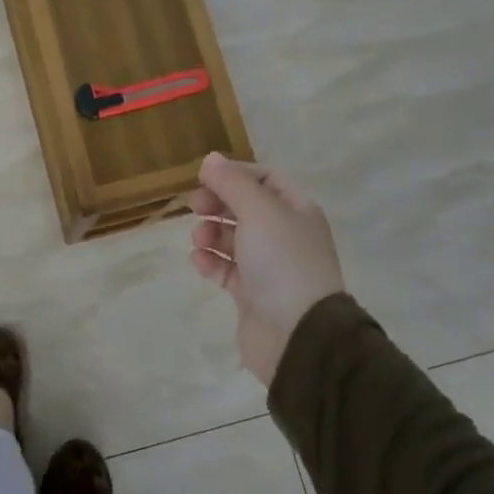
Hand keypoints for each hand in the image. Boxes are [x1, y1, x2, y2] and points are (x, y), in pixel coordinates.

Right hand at [189, 153, 345, 387]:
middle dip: (218, 204)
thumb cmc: (282, 262)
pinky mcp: (252, 295)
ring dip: (211, 233)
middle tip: (195, 207)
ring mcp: (269, 267)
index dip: (235, 174)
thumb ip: (232, 183)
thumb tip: (210, 159)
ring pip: (233, 239)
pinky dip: (210, 262)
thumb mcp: (258, 211)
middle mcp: (285, 235)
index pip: (265, 179)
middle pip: (245, 208)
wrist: (298, 334)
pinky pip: (226, 270)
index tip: (206, 178)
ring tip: (199, 240)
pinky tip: (199, 261)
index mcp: (296, 211)